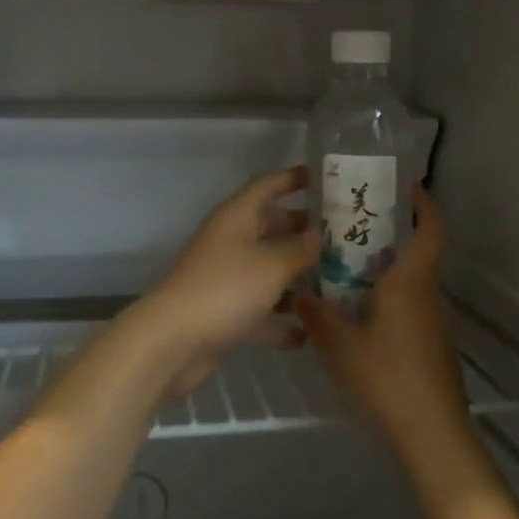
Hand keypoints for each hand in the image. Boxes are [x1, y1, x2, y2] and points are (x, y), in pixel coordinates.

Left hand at [128, 166, 318, 394]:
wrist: (175, 341)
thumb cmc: (227, 288)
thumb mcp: (273, 264)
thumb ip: (301, 249)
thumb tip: (319, 234)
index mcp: (237, 217)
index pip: (267, 185)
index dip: (293, 178)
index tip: (324, 178)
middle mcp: (231, 241)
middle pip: (271, 227)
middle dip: (303, 230)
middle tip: (343, 235)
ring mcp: (228, 278)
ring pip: (269, 269)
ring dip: (297, 276)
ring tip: (338, 281)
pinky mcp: (227, 313)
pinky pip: (261, 309)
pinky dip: (282, 319)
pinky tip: (310, 332)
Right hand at [295, 186, 491, 497]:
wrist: (433, 436)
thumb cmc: (387, 378)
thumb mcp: (339, 346)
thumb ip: (317, 316)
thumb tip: (300, 294)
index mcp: (410, 282)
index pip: (430, 228)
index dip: (423, 202)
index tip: (404, 184)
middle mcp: (426, 294)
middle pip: (418, 251)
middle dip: (390, 233)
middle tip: (351, 225)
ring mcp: (432, 323)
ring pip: (411, 281)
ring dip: (385, 268)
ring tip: (343, 266)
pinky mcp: (430, 346)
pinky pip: (408, 306)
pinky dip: (387, 297)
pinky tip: (357, 314)